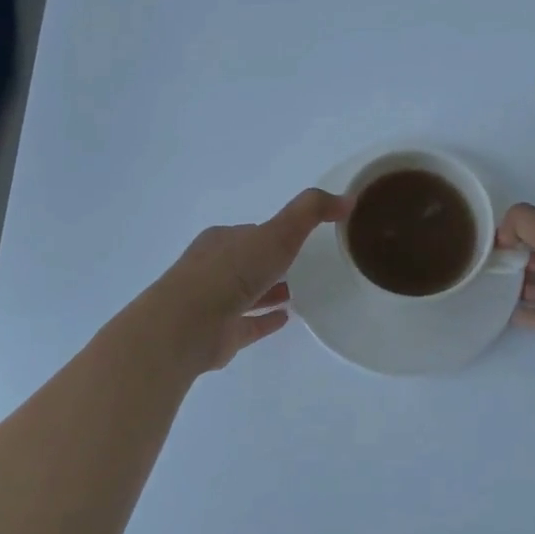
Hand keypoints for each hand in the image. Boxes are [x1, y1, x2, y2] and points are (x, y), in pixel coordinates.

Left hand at [155, 188, 345, 371]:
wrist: (187, 325)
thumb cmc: (231, 272)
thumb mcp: (277, 233)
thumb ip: (310, 212)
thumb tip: (347, 199)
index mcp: (223, 241)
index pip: (253, 233)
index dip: (274, 233)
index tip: (299, 237)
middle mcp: (214, 269)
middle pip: (248, 262)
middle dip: (270, 262)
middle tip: (302, 265)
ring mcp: (214, 303)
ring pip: (247, 294)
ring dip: (269, 292)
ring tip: (299, 293)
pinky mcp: (220, 334)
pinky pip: (248, 325)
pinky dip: (265, 321)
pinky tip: (286, 319)